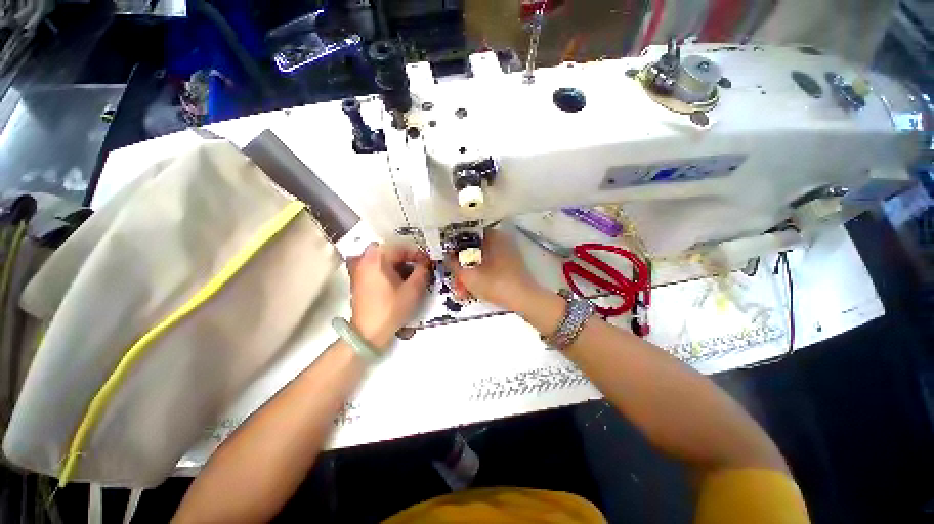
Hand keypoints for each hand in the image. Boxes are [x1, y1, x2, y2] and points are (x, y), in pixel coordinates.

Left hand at [348, 243, 430, 349]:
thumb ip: (422, 272)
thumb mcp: (413, 290)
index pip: (401, 248)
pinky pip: (375, 268)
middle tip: (419, 268)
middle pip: (390, 252)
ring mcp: (358, 271)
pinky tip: (396, 282)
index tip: (428, 263)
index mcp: (377, 259)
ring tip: (409, 276)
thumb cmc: (391, 309)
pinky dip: (387, 271)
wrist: (368, 333)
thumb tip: (425, 264)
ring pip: (382, 260)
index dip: (417, 254)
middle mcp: (364, 260)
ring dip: (396, 264)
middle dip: (406, 258)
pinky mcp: (358, 281)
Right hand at [446, 229, 543, 310]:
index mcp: (491, 235)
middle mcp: (500, 239)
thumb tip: (446, 255)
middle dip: (461, 267)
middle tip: (456, 282)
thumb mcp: (468, 274)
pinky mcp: (509, 263)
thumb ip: (453, 263)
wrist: (523, 299)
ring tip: (462, 291)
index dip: (452, 247)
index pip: (465, 235)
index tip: (446, 259)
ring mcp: (506, 251)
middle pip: (472, 250)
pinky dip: (480, 274)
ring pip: (480, 259)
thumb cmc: (494, 283)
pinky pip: (489, 265)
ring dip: (469, 273)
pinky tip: (473, 289)